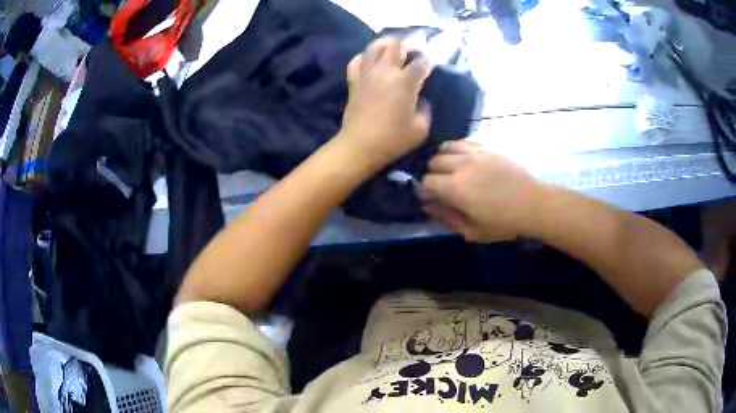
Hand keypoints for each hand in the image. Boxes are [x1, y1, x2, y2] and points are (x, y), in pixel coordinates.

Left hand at [337, 39, 430, 170]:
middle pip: (395, 44)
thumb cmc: (393, 139)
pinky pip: (357, 60)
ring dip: (386, 45)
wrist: (359, 146)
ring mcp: (367, 74)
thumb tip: (421, 99)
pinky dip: (364, 57)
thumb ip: (426, 109)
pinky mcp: (354, 81)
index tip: (431, 64)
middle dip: (408, 44)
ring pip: (374, 47)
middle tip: (414, 52)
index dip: (429, 60)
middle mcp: (385, 71)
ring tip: (394, 50)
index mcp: (404, 82)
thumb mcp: (421, 129)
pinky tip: (371, 61)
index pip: (421, 61)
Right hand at [420, 141, 545, 242]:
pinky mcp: (487, 147)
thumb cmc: (503, 223)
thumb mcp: (473, 231)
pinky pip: (463, 141)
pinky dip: (457, 149)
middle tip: (442, 186)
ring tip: (451, 170)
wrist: (533, 204)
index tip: (430, 199)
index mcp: (455, 188)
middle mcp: (461, 165)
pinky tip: (464, 159)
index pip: (426, 182)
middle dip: (432, 175)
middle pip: (433, 162)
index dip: (424, 191)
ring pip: (446, 148)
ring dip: (443, 159)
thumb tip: (428, 207)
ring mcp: (475, 153)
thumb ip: (447, 217)